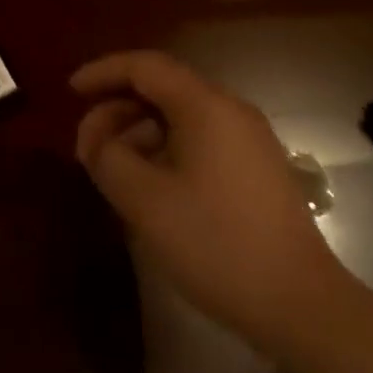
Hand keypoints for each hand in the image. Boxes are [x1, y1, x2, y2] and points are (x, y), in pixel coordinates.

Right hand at [72, 51, 341, 349]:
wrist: (301, 306)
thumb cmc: (217, 244)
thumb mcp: (145, 201)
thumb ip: (108, 157)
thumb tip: (96, 138)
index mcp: (205, 105)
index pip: (145, 66)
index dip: (103, 72)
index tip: (71, 90)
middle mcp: (230, 109)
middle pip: (163, 87)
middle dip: (119, 107)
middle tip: (88, 141)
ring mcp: (249, 138)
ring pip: (182, 115)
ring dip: (142, 130)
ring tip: (114, 166)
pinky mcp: (258, 167)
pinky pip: (201, 138)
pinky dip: (167, 147)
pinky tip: (152, 183)